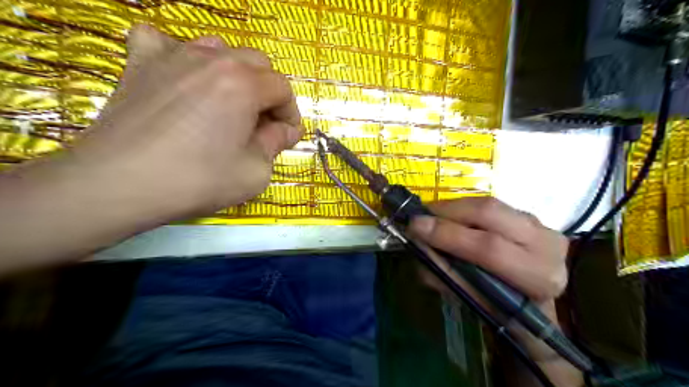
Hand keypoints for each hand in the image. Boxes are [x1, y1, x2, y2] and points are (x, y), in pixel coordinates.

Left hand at [0, 26, 301, 271]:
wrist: (120, 184)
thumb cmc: (198, 180)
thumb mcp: (255, 171)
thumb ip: (276, 144)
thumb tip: (287, 130)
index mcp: (244, 84)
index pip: (282, 88)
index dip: (290, 112)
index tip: (286, 135)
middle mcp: (212, 60)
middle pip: (256, 63)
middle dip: (268, 92)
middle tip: (261, 123)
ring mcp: (173, 56)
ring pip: (219, 50)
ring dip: (233, 74)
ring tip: (227, 103)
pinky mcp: (140, 63)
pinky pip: (164, 42)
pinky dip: (179, 56)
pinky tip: (181, 77)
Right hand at [408, 197, 580, 385]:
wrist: (538, 306)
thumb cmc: (504, 311)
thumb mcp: (473, 301)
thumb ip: (445, 274)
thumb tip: (417, 246)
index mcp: (538, 276)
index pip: (489, 248)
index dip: (448, 234)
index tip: (415, 227)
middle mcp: (546, 244)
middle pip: (490, 213)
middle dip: (447, 212)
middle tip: (420, 216)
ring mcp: (540, 224)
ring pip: (489, 203)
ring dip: (453, 207)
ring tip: (430, 215)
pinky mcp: (529, 215)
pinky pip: (489, 204)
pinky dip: (463, 208)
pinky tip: (449, 216)